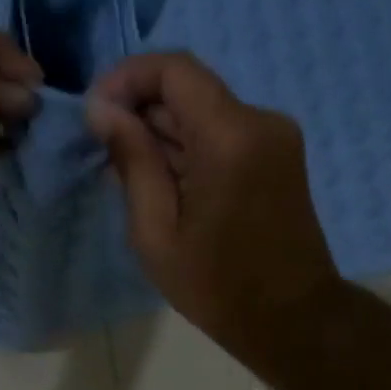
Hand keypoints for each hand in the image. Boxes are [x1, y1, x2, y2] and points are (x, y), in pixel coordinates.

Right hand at [87, 51, 339, 353]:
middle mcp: (260, 121)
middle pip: (189, 90)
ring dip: (163, 134)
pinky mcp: (279, 155)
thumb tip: (103, 109)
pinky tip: (165, 185)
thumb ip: (132, 161)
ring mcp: (275, 137)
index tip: (96, 113)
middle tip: (105, 154)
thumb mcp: (157, 233)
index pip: (174, 69)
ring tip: (128, 177)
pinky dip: (189, 148)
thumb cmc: (219, 287)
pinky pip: (223, 134)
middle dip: (140, 111)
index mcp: (231, 137)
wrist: (294, 320)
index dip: (127, 79)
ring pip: (204, 112)